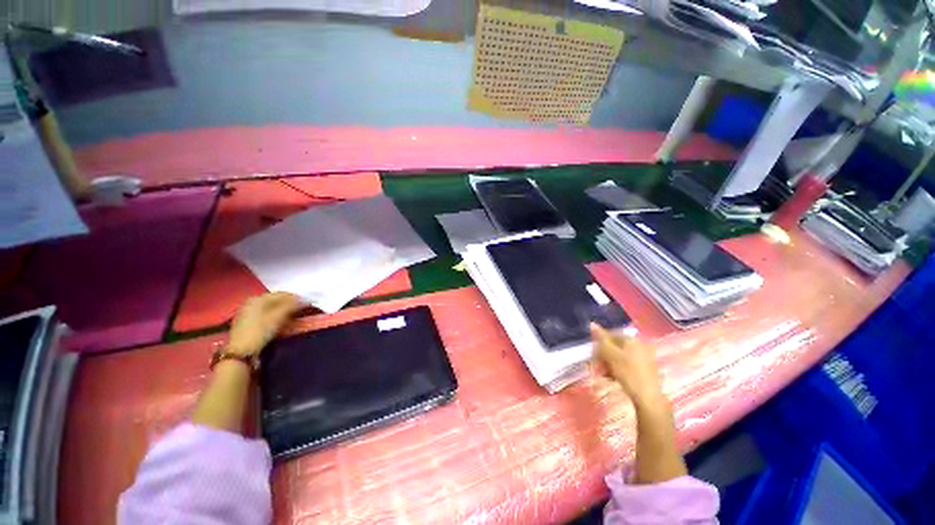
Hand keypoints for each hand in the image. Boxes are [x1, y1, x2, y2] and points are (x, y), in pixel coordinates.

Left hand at [227, 292, 303, 356]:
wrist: (241, 353)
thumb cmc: (259, 331)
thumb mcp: (277, 317)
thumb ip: (292, 306)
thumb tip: (306, 299)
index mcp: (257, 299)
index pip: (282, 294)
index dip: (296, 298)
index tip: (308, 303)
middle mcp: (252, 303)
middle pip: (277, 301)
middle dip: (291, 305)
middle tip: (303, 311)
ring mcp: (249, 314)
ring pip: (272, 309)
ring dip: (285, 312)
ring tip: (296, 317)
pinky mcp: (249, 324)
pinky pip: (267, 316)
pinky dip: (277, 317)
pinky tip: (283, 322)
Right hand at [590, 323, 664, 409]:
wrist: (649, 398)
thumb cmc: (629, 373)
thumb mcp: (611, 355)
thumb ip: (601, 340)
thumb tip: (592, 323)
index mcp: (631, 340)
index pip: (610, 335)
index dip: (599, 344)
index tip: (592, 355)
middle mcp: (638, 346)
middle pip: (613, 346)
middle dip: (602, 356)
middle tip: (596, 366)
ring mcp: (642, 358)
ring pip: (618, 357)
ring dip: (607, 364)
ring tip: (602, 374)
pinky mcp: (643, 370)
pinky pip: (625, 365)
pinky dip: (616, 370)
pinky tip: (611, 378)